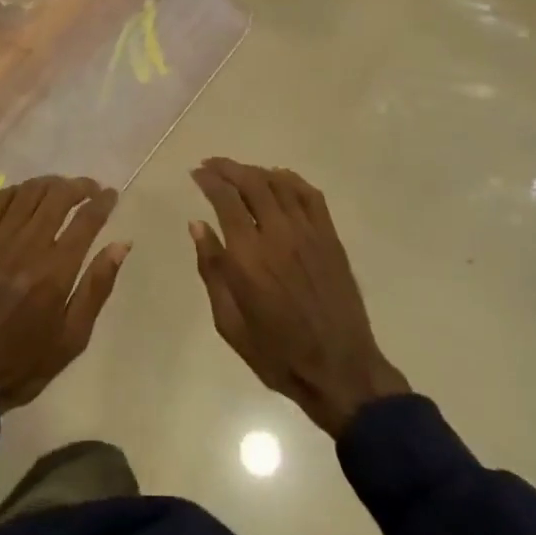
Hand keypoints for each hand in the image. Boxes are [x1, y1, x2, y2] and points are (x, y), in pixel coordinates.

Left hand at [0, 176, 127, 412]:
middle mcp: (27, 246)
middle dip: (79, 186)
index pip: (86, 220)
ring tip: (61, 189)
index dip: (103, 201)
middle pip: (57, 196)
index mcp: (56, 271)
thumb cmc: (23, 363)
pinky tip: (24, 196)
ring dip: (50, 184)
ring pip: (27, 192)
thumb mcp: (73, 338)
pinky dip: (15, 191)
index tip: (111, 195)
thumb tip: (120, 245)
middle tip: (90, 190)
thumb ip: (97, 287)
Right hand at [190, 159, 407, 435]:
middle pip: (251, 182)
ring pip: (279, 183)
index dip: (208, 180)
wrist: (339, 368)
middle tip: (212, 165)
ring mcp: (308, 233)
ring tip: (240, 172)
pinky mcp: (330, 238)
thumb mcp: (229, 322)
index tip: (196, 173)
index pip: (225, 200)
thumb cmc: (276, 352)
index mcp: (248, 257)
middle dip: (227, 168)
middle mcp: (278, 235)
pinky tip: (278, 179)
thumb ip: (212, 269)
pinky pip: (310, 195)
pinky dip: (290, 180)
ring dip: (255, 171)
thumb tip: (197, 226)